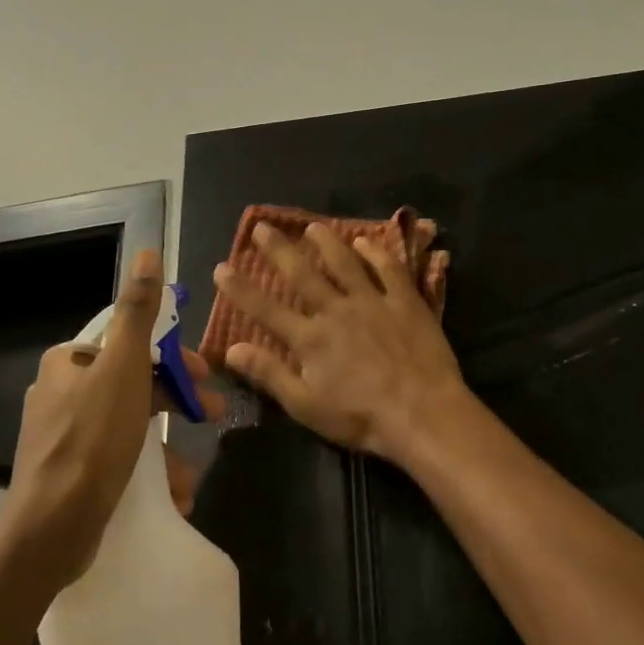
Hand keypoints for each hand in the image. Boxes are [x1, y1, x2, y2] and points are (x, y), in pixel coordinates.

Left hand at [0, 249, 222, 589]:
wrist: (50, 529)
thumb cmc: (92, 438)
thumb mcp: (124, 367)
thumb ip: (138, 312)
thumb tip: (147, 252)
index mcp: (69, 362)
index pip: (129, 343)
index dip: (171, 355)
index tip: (203, 374)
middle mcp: (62, 393)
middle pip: (133, 384)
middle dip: (176, 402)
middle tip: (213, 415)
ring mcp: (63, 438)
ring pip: (129, 428)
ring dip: (166, 448)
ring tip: (190, 475)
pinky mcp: (70, 476)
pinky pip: (117, 462)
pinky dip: (146, 474)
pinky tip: (172, 494)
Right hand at [211, 222, 467, 466]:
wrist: (422, 413)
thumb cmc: (361, 417)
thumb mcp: (306, 406)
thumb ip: (269, 374)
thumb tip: (231, 349)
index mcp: (310, 339)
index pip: (265, 309)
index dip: (240, 288)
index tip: (221, 266)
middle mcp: (336, 311)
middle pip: (302, 274)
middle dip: (278, 250)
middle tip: (261, 226)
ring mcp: (373, 302)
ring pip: (345, 263)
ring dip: (327, 242)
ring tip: (312, 226)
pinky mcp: (405, 302)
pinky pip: (389, 269)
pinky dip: (376, 253)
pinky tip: (367, 241)